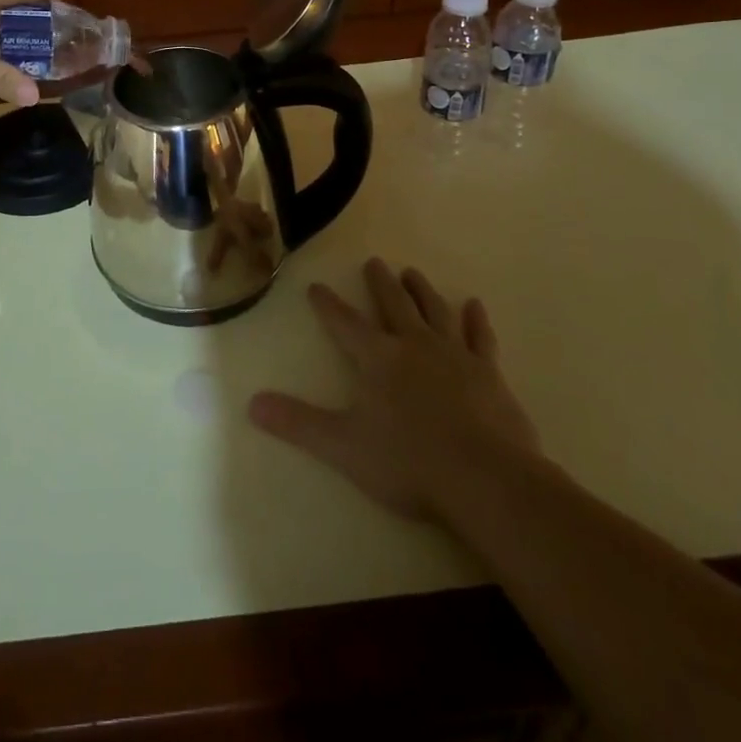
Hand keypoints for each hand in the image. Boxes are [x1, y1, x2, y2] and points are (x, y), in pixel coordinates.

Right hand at [249, 258, 541, 520]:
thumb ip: (299, 423)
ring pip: (434, 311)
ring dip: (421, 291)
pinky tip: (474, 305)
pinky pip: (479, 337)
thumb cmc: (409, 462)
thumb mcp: (343, 446)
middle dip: (380, 283)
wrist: (485, 479)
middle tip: (374, 262)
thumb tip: (252, 404)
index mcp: (377, 358)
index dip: (328, 304)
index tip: (316, 285)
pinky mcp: (488, 373)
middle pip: (393, 305)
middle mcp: (413, 345)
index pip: (344, 323)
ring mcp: (454, 355)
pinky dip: (476, 319)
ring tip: (412, 273)